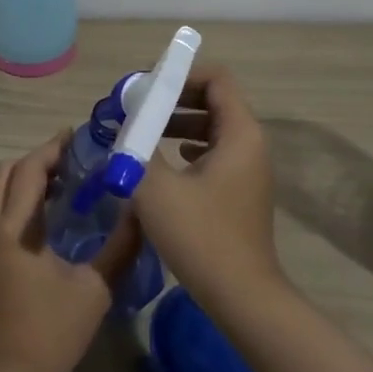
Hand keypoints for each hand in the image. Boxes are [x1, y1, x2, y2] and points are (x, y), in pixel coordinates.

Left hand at [0, 131, 140, 371]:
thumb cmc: (52, 332)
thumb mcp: (94, 289)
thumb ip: (119, 248)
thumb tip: (142, 213)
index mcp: (14, 229)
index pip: (29, 170)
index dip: (52, 148)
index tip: (77, 137)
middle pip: (6, 173)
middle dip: (37, 159)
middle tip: (72, 161)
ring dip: (22, 178)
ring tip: (59, 184)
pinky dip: (13, 199)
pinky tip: (42, 216)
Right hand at [133, 65, 283, 305]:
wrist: (242, 297)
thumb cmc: (202, 236)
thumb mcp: (157, 188)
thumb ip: (136, 149)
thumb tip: (122, 125)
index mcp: (240, 133)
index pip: (216, 78)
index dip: (180, 74)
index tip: (146, 86)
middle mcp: (250, 144)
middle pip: (213, 100)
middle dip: (173, 98)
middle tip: (137, 107)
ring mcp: (247, 169)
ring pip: (211, 128)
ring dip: (177, 123)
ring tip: (142, 132)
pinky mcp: (239, 191)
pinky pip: (213, 153)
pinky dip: (187, 148)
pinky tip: (164, 162)